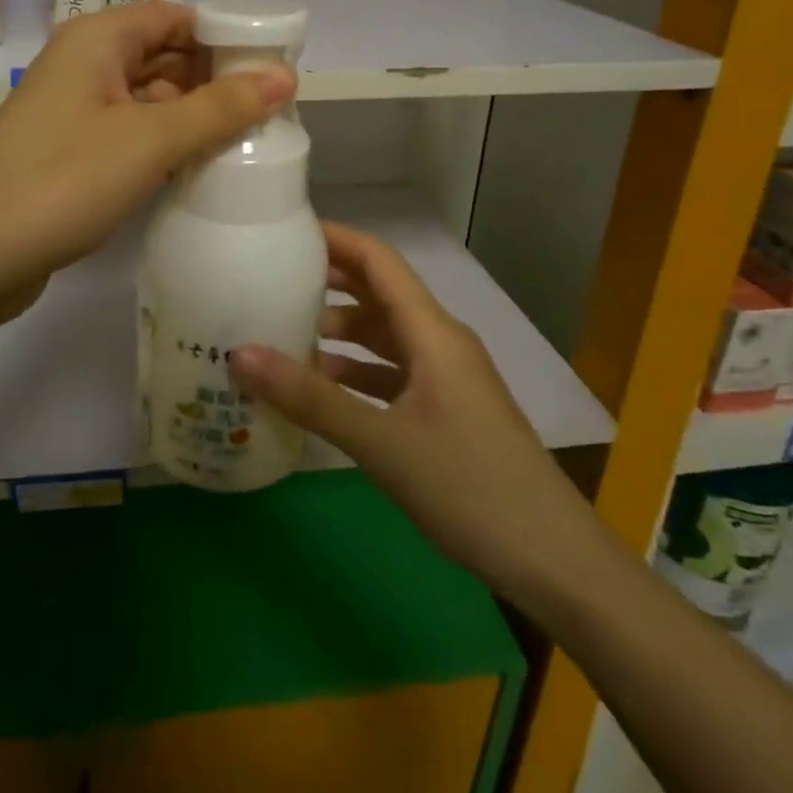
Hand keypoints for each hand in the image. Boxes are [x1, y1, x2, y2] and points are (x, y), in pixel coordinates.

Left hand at [0, 0, 293, 305]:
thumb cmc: (63, 179)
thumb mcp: (150, 139)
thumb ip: (219, 107)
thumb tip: (284, 75)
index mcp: (98, 38)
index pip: (175, 16)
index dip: (225, 36)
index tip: (275, 66)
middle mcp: (84, 64)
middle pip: (163, 55)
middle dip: (214, 78)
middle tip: (273, 110)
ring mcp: (74, 111)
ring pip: (148, 98)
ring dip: (193, 115)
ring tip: (251, 141)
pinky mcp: (70, 153)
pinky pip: (130, 133)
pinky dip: (165, 144)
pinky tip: (200, 168)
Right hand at [231, 224, 608, 607]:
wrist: (554, 561)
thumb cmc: (469, 487)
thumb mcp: (381, 442)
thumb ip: (309, 398)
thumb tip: (238, 354)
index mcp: (432, 332)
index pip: (378, 260)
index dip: (335, 238)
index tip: (286, 231)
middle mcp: (440, 343)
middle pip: (379, 294)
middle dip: (329, 282)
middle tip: (270, 280)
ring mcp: (447, 378)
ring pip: (385, 337)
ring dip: (339, 332)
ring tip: (284, 334)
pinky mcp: (447, 411)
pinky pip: (393, 374)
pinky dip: (356, 373)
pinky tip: (322, 389)